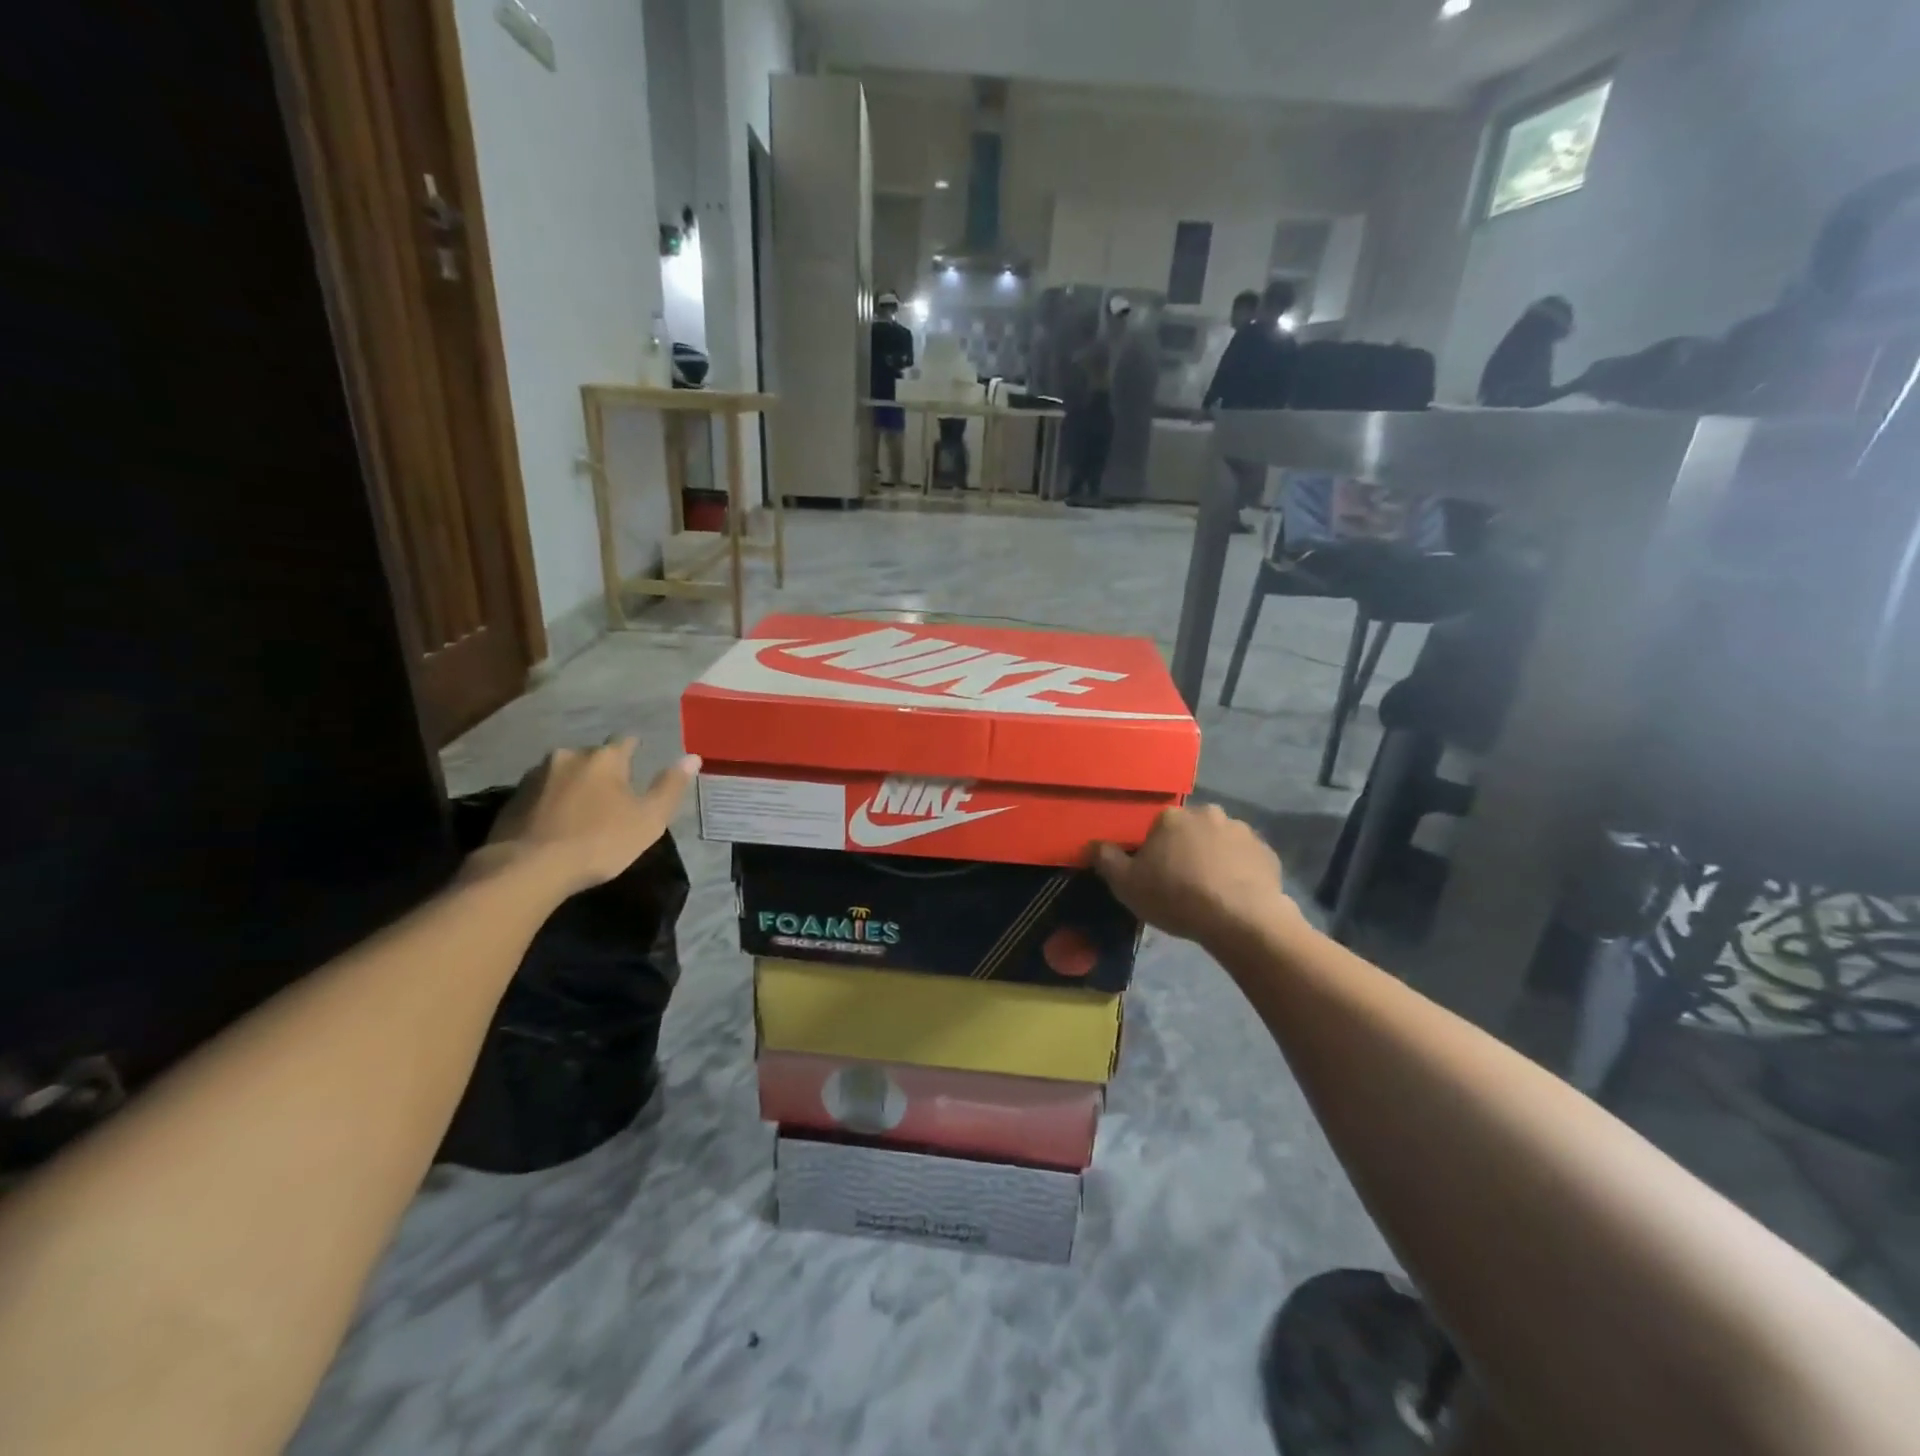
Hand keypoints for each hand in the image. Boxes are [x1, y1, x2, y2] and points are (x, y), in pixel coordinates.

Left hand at [480, 742, 698, 893]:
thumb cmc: (599, 842)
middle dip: (603, 770)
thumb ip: (670, 786)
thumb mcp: (649, 819)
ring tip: (582, 810)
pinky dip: (551, 801)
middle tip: (613, 794)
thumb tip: (692, 757)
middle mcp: (568, 756)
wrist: (527, 869)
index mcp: (604, 758)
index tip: (639, 761)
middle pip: (592, 756)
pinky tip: (556, 823)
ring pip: (564, 772)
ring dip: (574, 784)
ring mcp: (535, 776)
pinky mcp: (511, 798)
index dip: (635, 750)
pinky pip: (541, 792)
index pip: (625, 741)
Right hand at [1092, 805, 1293, 947]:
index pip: (1155, 828)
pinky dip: (1239, 870)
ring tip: (1211, 891)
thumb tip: (1093, 844)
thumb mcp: (1127, 885)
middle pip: (1189, 830)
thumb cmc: (1176, 897)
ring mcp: (1241, 830)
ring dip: (1213, 857)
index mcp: (1171, 817)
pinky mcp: (1266, 852)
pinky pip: (1245, 858)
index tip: (1155, 876)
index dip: (1153, 852)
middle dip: (1185, 849)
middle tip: (1183, 883)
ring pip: (1219, 841)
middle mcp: (1206, 813)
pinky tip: (1234, 895)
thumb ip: (1106, 860)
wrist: (1241, 919)